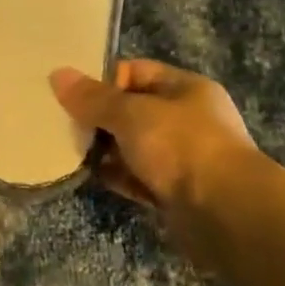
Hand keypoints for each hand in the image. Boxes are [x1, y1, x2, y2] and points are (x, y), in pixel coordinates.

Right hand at [50, 60, 255, 232]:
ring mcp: (183, 158)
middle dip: (99, 117)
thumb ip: (93, 98)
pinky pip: (137, 177)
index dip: (104, 80)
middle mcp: (187, 119)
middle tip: (63, 122)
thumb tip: (57, 74)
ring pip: (133, 145)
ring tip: (69, 148)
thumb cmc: (181, 147)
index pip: (136, 71)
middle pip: (132, 110)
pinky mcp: (175, 192)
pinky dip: (116, 175)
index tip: (72, 94)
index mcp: (185, 89)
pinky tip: (89, 175)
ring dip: (105, 149)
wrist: (227, 214)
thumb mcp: (131, 114)